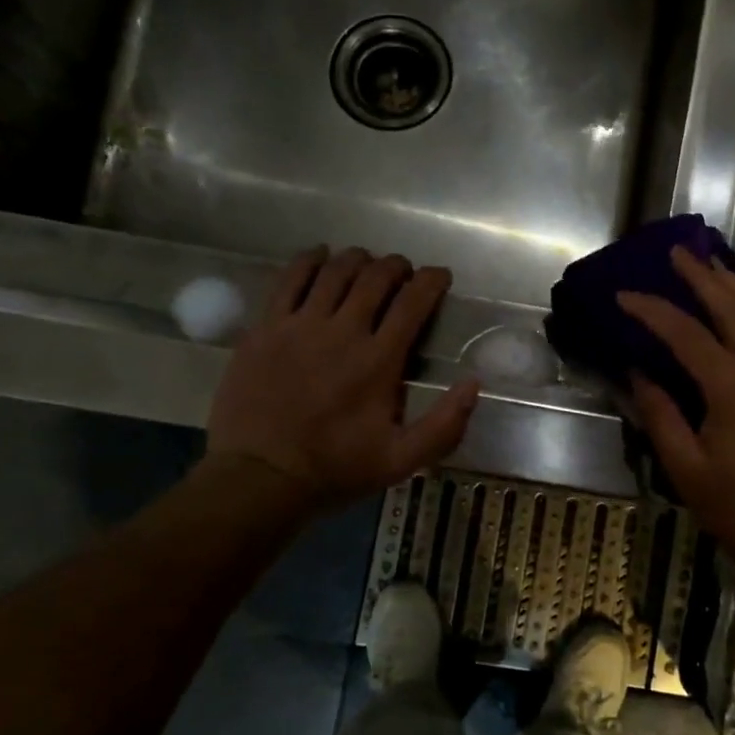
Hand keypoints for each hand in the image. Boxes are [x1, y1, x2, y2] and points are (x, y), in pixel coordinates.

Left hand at [205, 246, 479, 511]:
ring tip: (367, 265)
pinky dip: (310, 260)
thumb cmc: (335, 469)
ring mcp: (299, 325)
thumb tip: (474, 383)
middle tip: (404, 274)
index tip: (440, 276)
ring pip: (335, 271)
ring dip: (358, 260)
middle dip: (397, 267)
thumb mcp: (402, 460)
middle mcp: (342, 331)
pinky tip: (320, 257)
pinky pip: (290, 278)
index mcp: (378, 361)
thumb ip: (444, 424)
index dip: (432, 280)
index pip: (413, 302)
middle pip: (375, 277)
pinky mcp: (265, 327)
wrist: (259, 477)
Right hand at [619, 248, 734, 575]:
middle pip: (730, 309)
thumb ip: (659, 414)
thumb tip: (637, 372)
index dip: (652, 311)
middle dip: (701, 279)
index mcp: (731, 389)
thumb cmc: (734, 506)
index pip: (685, 335)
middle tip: (677, 254)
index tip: (625, 295)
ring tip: (715, 263)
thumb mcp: (683, 466)